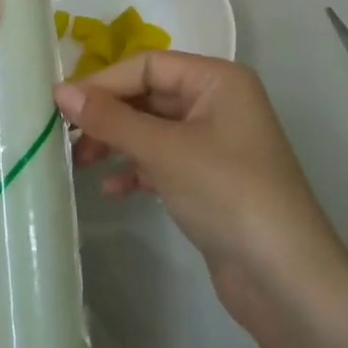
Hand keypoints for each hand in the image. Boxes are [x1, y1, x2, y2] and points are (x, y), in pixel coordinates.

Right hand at [55, 52, 347, 326]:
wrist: (287, 282)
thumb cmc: (229, 194)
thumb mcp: (164, 150)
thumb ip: (111, 118)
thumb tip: (61, 91)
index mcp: (217, 79)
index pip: (148, 65)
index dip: (103, 81)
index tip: (60, 102)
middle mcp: (217, 102)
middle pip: (149, 95)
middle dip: (108, 114)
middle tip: (65, 135)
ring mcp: (215, 143)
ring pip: (152, 129)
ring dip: (116, 142)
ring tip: (79, 163)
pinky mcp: (210, 180)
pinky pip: (163, 160)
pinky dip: (136, 169)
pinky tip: (110, 188)